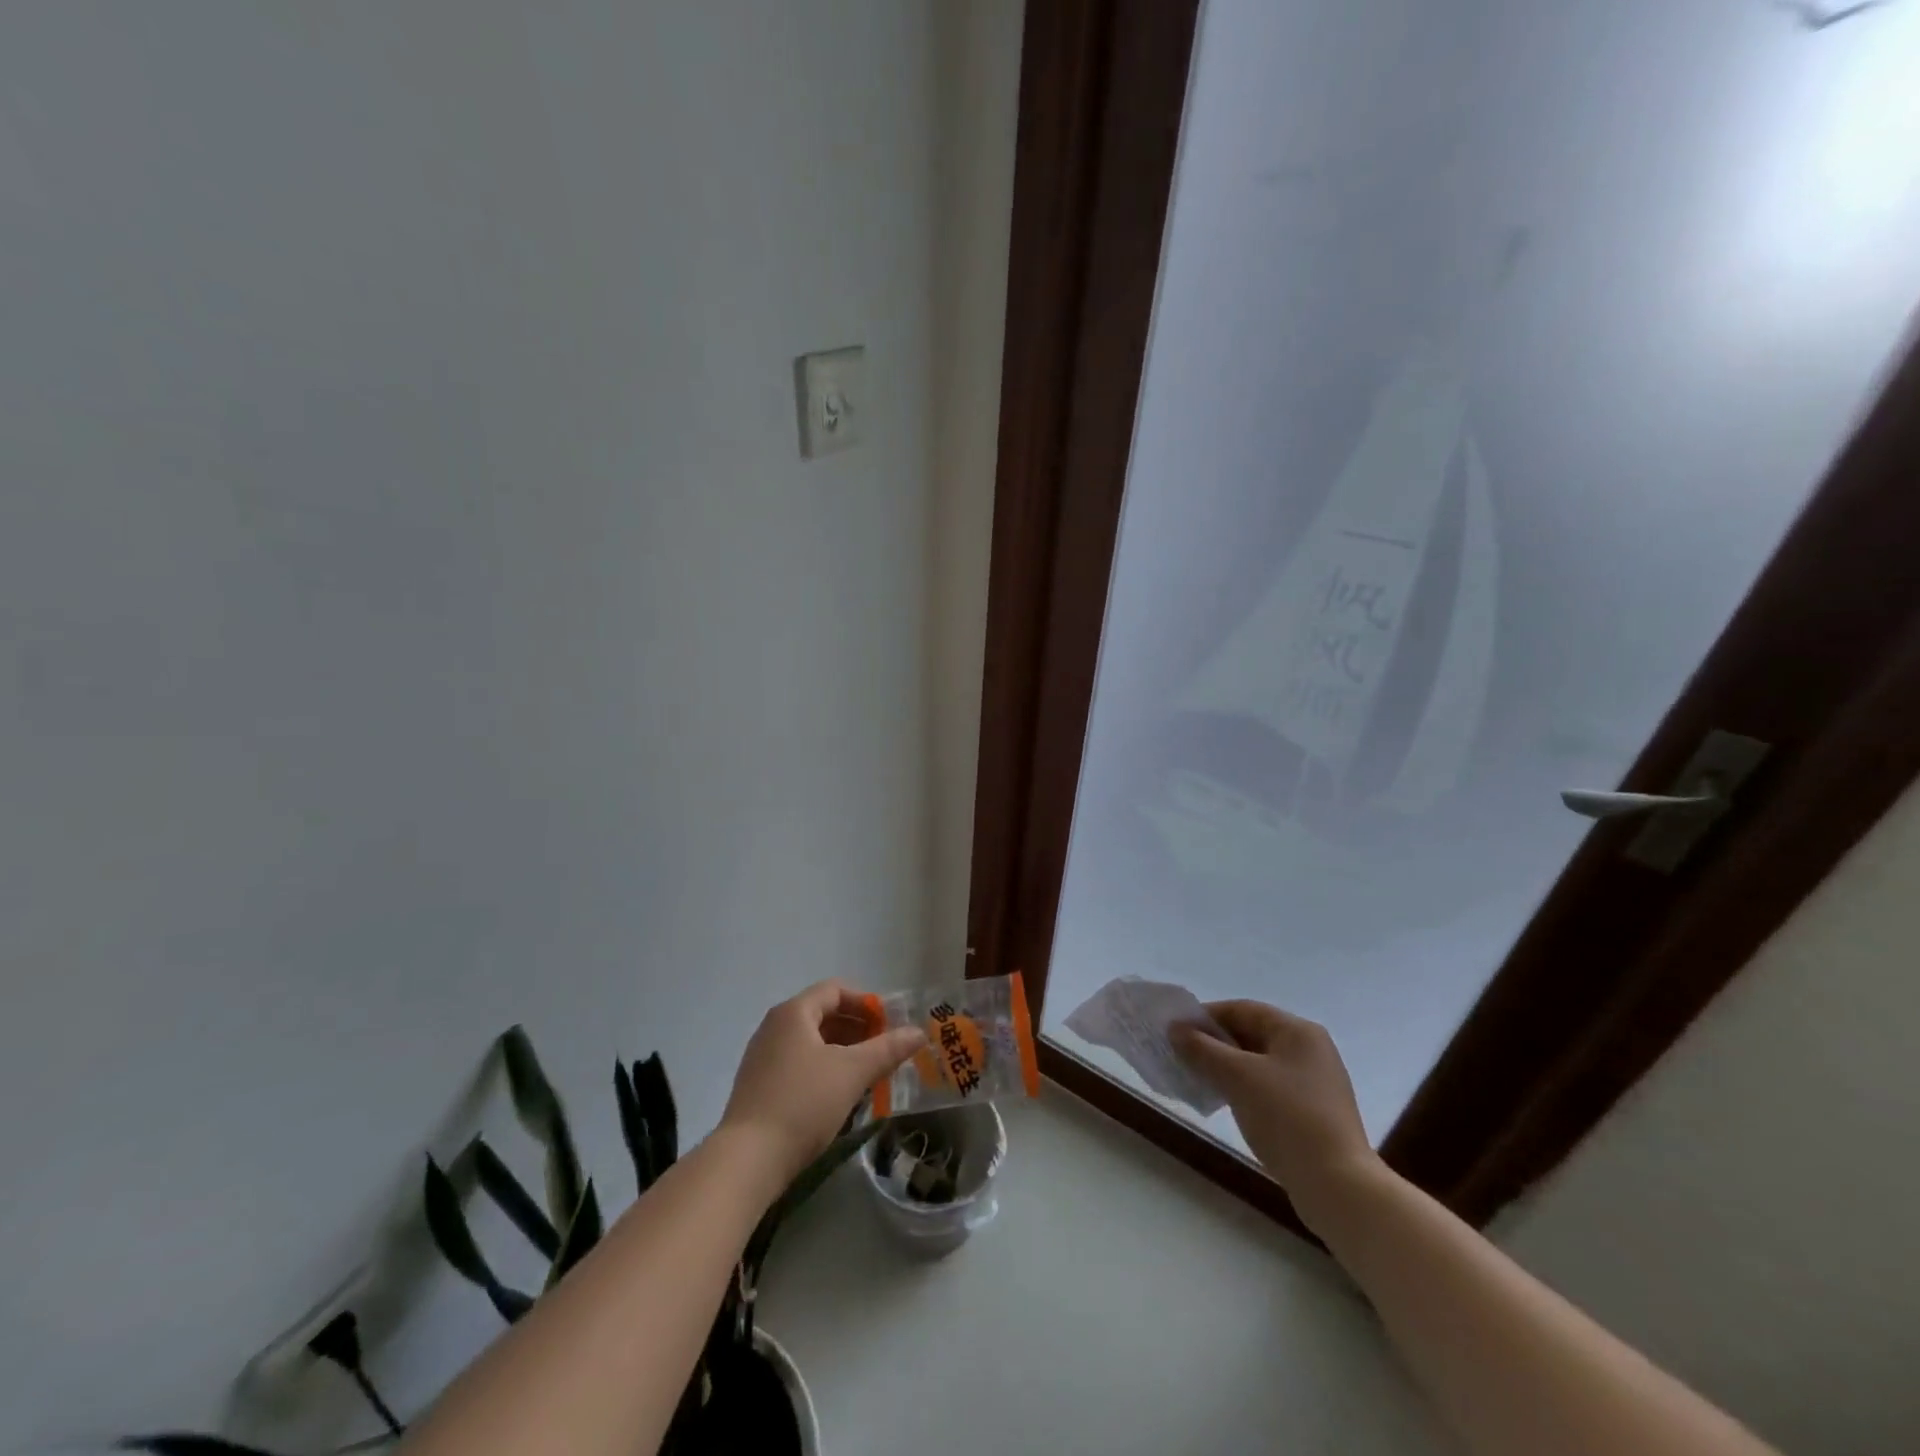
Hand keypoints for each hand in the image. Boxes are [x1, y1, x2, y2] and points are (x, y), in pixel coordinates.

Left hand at [720, 980, 925, 1186]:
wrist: (747, 1160)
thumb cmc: (803, 1103)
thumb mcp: (852, 1073)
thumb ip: (887, 1049)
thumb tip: (918, 1032)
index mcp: (793, 1013)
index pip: (835, 990)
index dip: (866, 1002)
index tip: (890, 1024)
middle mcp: (774, 1027)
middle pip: (823, 1014)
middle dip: (858, 1029)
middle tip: (885, 1050)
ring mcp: (762, 1057)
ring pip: (811, 1042)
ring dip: (843, 1051)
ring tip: (868, 1074)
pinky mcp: (759, 1086)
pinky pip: (798, 1064)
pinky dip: (824, 1069)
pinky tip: (840, 1095)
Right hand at [1172, 1000, 1382, 1231]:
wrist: (1338, 1187)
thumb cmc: (1286, 1117)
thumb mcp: (1237, 1077)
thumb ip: (1202, 1048)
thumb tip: (1175, 1029)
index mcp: (1298, 1031)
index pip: (1243, 1009)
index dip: (1206, 1016)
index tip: (1176, 1031)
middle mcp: (1311, 1050)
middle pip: (1252, 1034)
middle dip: (1215, 1043)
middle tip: (1182, 1056)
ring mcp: (1316, 1083)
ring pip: (1259, 1063)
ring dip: (1227, 1068)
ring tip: (1198, 1080)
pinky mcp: (1315, 1114)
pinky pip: (1270, 1088)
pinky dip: (1244, 1089)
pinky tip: (1226, 1104)